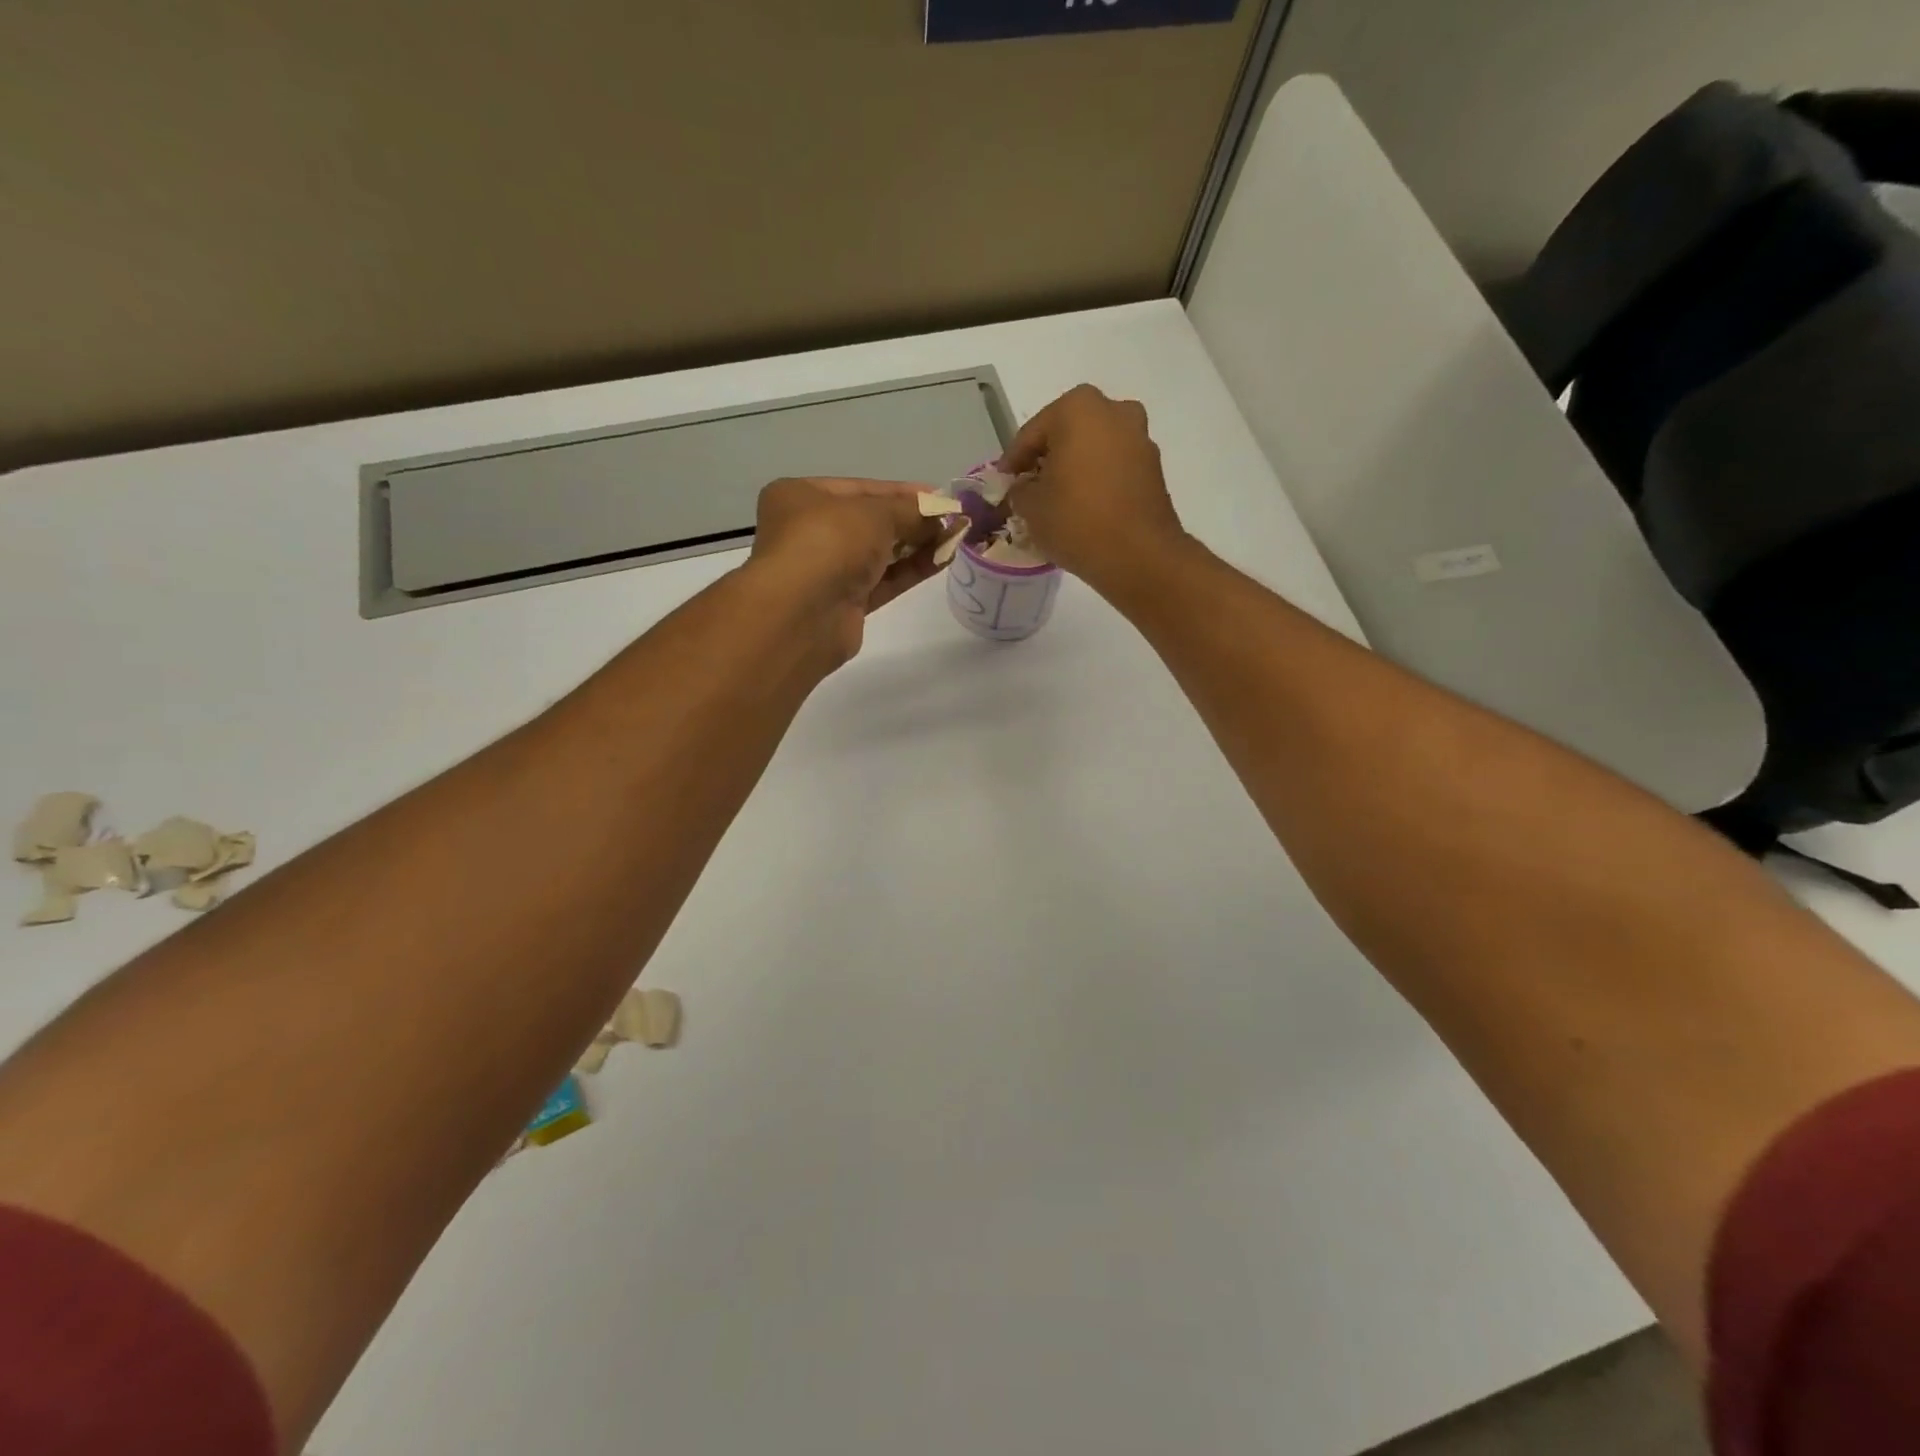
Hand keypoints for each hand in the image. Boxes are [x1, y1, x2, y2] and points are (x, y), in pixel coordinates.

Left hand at [745, 477, 941, 663]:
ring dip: (916, 546)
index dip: (902, 492)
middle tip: (952, 520)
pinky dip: (910, 571)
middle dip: (912, 520)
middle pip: (871, 522)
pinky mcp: (844, 604)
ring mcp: (827, 570)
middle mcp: (810, 531)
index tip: (940, 497)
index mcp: (801, 496)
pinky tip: (942, 561)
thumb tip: (940, 512)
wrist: (802, 614)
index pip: (860, 488)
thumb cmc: (829, 543)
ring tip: (955, 539)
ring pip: (879, 554)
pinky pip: (883, 581)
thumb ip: (910, 510)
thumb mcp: (874, 512)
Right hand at [1002, 385, 1187, 592]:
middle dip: (1047, 459)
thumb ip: (1020, 489)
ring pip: (1094, 449)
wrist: (1139, 556)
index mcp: (1078, 409)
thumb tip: (1025, 487)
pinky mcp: (1154, 467)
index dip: (1013, 461)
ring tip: (1057, 500)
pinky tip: (1084, 506)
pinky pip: (1114, 466)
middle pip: (1067, 434)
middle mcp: (1114, 411)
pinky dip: (1097, 480)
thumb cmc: (1076, 521)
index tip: (1003, 483)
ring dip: (1074, 468)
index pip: (1032, 434)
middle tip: (1030, 487)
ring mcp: (1140, 438)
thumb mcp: (1030, 507)